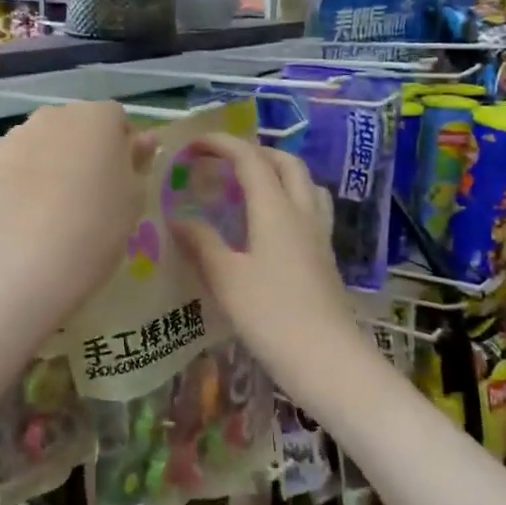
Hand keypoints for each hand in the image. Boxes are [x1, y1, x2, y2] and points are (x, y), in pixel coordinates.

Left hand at [0, 101, 152, 321]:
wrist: (37, 261)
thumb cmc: (100, 226)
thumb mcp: (133, 195)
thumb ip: (137, 159)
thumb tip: (142, 140)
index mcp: (97, 118)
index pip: (115, 118)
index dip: (120, 144)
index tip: (121, 175)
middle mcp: (55, 115)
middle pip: (75, 124)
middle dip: (83, 146)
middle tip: (88, 188)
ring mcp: (18, 136)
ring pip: (42, 139)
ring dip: (51, 157)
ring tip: (54, 200)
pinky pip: (16, 161)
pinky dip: (23, 175)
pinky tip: (29, 208)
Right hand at [167, 132, 364, 392]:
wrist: (327, 360)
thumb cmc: (271, 315)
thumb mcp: (226, 278)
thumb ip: (201, 243)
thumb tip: (178, 218)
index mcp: (276, 210)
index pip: (250, 159)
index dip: (222, 144)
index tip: (193, 145)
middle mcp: (302, 213)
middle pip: (286, 163)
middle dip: (254, 152)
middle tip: (222, 161)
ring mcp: (319, 235)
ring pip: (304, 184)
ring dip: (278, 172)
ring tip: (249, 185)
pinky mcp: (325, 257)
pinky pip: (309, 209)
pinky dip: (288, 198)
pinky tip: (270, 224)